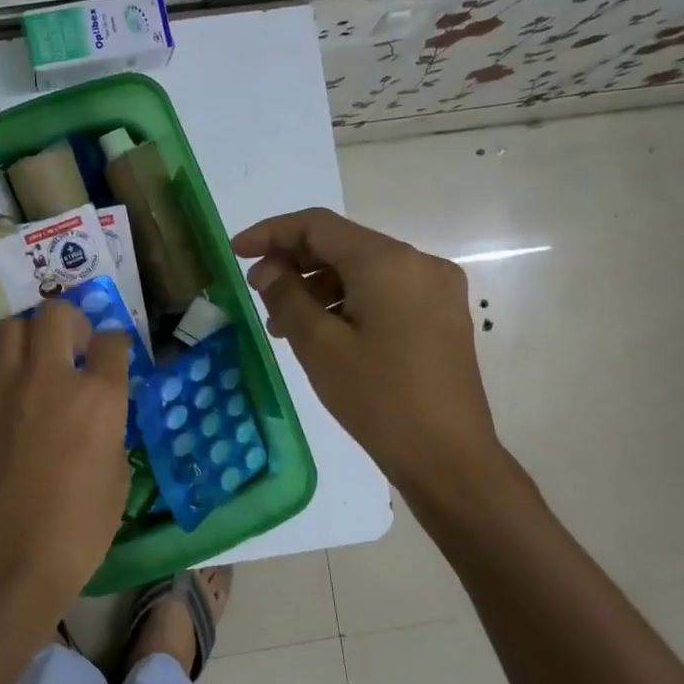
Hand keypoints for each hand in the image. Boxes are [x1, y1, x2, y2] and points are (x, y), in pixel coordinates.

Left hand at [0, 300, 131, 627]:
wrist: (9, 557)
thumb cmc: (79, 528)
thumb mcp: (117, 476)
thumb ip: (110, 429)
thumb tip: (100, 413)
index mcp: (98, 397)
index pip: (111, 341)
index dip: (115, 345)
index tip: (113, 357)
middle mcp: (51, 378)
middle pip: (56, 313)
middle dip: (71, 323)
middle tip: (74, 348)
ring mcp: (6, 388)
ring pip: (14, 328)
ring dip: (32, 337)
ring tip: (40, 365)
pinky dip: (9, 370)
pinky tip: (17, 402)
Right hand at [231, 208, 511, 512]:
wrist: (448, 457)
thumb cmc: (378, 398)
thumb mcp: (319, 346)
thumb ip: (287, 296)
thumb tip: (268, 270)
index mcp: (388, 262)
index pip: (318, 226)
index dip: (271, 233)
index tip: (235, 252)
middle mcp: (418, 263)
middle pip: (343, 245)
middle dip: (295, 262)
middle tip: (258, 291)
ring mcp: (436, 289)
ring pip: (363, 271)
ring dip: (319, 286)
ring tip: (283, 323)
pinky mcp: (441, 315)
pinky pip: (384, 292)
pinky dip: (348, 302)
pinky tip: (323, 332)